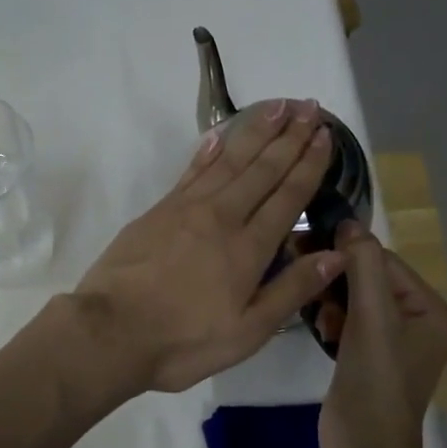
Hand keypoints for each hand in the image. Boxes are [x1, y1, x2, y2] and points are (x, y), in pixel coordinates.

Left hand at [72, 99, 344, 394]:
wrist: (110, 331)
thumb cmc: (183, 341)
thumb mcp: (247, 332)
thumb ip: (291, 291)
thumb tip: (337, 254)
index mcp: (248, 248)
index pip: (287, 197)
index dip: (308, 164)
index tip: (325, 135)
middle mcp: (221, 217)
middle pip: (262, 169)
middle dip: (289, 136)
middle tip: (309, 106)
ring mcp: (186, 209)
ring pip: (229, 161)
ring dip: (255, 132)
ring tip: (277, 106)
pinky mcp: (158, 210)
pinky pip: (192, 171)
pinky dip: (208, 150)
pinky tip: (220, 135)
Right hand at [319, 220, 446, 447]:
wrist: (364, 446)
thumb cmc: (375, 379)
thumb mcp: (371, 316)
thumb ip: (363, 265)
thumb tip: (349, 223)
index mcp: (431, 310)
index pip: (386, 262)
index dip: (350, 255)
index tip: (310, 248)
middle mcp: (418, 321)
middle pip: (370, 279)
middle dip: (339, 281)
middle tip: (307, 281)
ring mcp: (393, 341)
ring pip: (355, 299)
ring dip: (333, 302)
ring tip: (320, 318)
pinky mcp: (369, 356)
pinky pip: (349, 321)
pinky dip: (333, 321)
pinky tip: (323, 332)